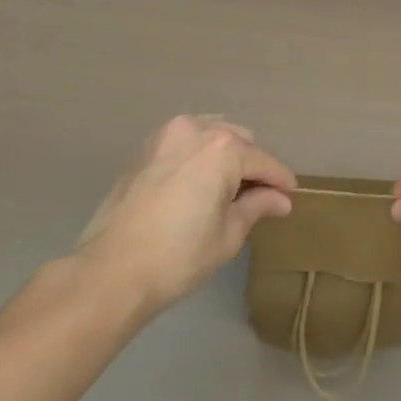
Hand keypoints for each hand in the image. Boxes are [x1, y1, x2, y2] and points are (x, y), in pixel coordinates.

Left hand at [75, 116, 296, 317]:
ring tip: (229, 188)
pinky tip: (200, 182)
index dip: (280, 180)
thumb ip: (257, 207)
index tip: (290, 195)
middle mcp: (198, 129)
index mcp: (223, 148)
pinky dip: (200, 154)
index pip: (263, 162)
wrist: (110, 271)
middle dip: (252, 166)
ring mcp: (169, 134)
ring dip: (226, 155)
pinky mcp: (147, 147)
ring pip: (212, 134)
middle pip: (239, 141)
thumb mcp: (227, 235)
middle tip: (259, 197)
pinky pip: (187, 141)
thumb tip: (281, 200)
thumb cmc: (177, 256)